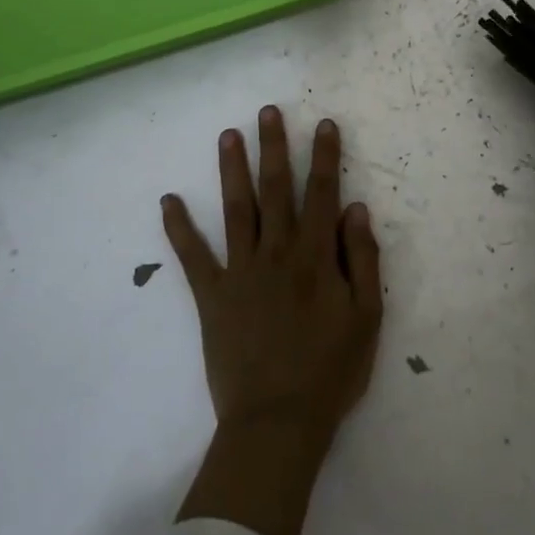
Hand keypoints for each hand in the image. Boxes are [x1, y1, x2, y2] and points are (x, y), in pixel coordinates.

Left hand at [162, 108, 382, 534]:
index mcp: (315, 256)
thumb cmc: (330, 372)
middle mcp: (276, 252)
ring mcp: (240, 271)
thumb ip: (362, 259)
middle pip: (275, 189)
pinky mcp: (212, 296)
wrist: (277, 423)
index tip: (323, 124)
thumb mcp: (367, 317)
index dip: (325, 156)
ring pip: (236, 209)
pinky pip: (193, 257)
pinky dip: (179, 228)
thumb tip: (355, 207)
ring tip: (227, 135)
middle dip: (274, 147)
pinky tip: (167, 201)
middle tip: (267, 111)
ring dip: (232, 170)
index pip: (322, 193)